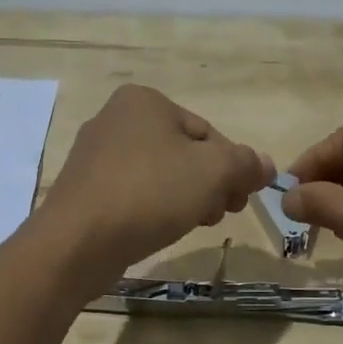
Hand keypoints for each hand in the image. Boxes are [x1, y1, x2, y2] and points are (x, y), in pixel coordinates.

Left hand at [42, 85, 272, 276]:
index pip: (207, 132)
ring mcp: (95, 155)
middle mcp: (115, 118)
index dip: (232, 167)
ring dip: (186, 197)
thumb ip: (245, 163)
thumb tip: (265, 165)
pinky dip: (154, 207)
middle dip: (209, 184)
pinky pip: (133, 192)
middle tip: (222, 214)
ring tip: (194, 223)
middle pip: (183, 152)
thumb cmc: (150, 193)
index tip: (241, 199)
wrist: (77, 242)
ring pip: (159, 174)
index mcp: (144, 100)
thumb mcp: (213, 172)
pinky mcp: (84, 189)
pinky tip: (161, 229)